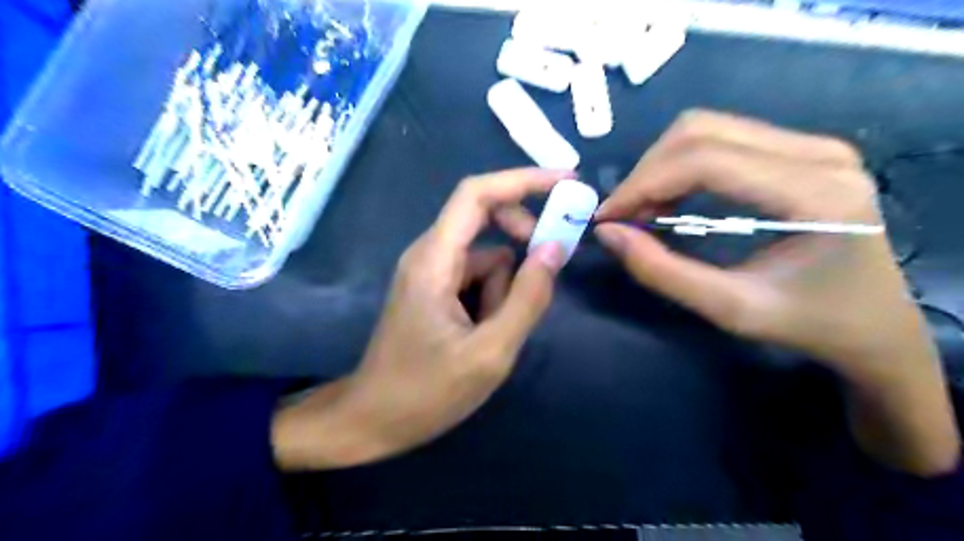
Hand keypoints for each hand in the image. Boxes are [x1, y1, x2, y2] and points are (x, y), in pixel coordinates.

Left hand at [273, 166, 569, 469]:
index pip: (477, 194)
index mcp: (435, 260)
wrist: (373, 420)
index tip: (566, 182)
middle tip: (544, 273)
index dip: (522, 180)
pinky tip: (482, 335)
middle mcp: (429, 254)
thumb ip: (527, 299)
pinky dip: (491, 299)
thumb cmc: (426, 392)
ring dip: (504, 288)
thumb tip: (555, 248)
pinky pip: (476, 277)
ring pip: (486, 257)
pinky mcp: (434, 290)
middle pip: (484, 219)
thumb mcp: (490, 352)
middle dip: (520, 241)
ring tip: (493, 335)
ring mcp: (430, 272)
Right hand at [597, 112, 954, 474]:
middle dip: (647, 173)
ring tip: (643, 210)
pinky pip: (721, 138)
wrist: (874, 323)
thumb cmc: (808, 323)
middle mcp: (819, 152)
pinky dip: (680, 165)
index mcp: (816, 192)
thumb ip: (663, 272)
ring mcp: (813, 144)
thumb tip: (607, 234)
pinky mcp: (800, 149)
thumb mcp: (729, 309)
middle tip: (623, 216)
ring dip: (660, 167)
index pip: (705, 160)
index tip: (608, 218)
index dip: (644, 184)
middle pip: (700, 131)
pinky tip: (671, 199)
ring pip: (706, 128)